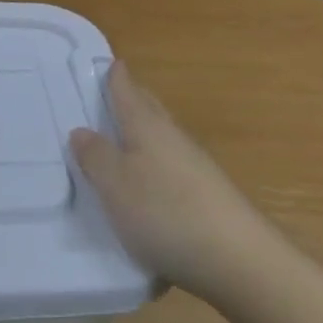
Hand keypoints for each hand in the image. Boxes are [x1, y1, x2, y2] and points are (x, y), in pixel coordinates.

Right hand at [70, 62, 276, 296]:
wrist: (241, 262)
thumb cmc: (166, 212)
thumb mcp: (115, 185)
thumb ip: (96, 157)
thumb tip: (81, 130)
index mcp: (147, 127)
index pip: (128, 92)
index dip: (117, 77)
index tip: (112, 61)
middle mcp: (174, 139)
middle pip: (151, 110)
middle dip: (135, 98)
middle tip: (118, 89)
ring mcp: (197, 168)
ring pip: (164, 138)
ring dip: (146, 131)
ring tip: (128, 134)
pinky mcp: (210, 198)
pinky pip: (175, 166)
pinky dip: (159, 163)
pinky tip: (154, 181)